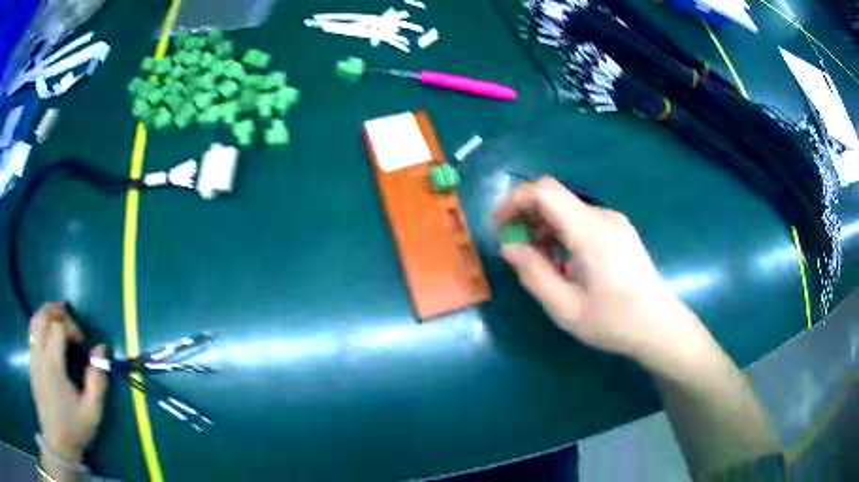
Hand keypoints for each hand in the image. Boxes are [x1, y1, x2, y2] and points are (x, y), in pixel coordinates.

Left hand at [29, 303, 107, 461]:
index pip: (58, 327)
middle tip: (70, 322)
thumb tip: (101, 349)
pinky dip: (40, 327)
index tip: (82, 342)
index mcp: (52, 364)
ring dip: (46, 315)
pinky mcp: (30, 362)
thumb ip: (97, 381)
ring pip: (34, 321)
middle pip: (42, 315)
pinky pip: (31, 333)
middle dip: (57, 311)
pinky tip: (49, 340)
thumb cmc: (73, 428)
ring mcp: (32, 357)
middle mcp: (39, 354)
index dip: (71, 327)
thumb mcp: (92, 412)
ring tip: (59, 324)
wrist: (57, 442)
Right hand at [493, 177, 699, 358]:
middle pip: (555, 197)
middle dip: (526, 216)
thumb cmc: (613, 321)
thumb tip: (509, 247)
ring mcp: (614, 222)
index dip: (515, 201)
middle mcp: (603, 217)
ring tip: (536, 259)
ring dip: (544, 226)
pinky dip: (562, 232)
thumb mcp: (565, 308)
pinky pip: (582, 220)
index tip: (498, 226)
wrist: (658, 326)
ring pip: (568, 209)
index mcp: (590, 232)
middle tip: (513, 247)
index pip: (545, 192)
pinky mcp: (620, 231)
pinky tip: (561, 259)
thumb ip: (533, 274)